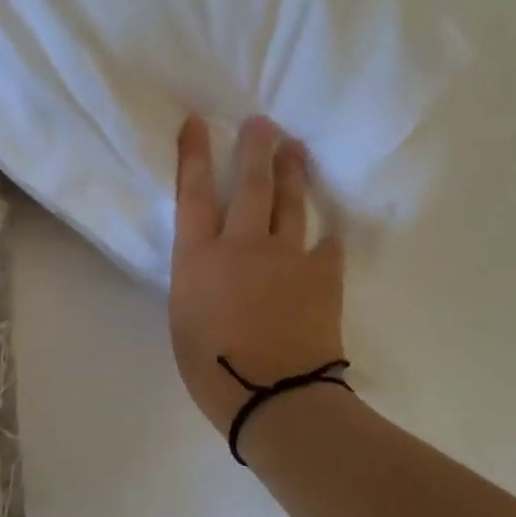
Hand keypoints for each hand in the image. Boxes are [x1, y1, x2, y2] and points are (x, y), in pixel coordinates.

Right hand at [169, 114, 346, 431]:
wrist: (273, 394)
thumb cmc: (211, 368)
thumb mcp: (184, 318)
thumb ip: (197, 282)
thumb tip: (211, 271)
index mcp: (198, 256)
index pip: (193, 192)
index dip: (194, 153)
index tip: (199, 122)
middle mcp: (241, 243)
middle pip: (249, 184)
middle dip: (255, 148)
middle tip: (263, 122)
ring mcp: (285, 256)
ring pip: (289, 203)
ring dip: (292, 173)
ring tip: (296, 149)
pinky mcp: (321, 275)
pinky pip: (326, 246)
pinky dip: (327, 237)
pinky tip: (331, 230)